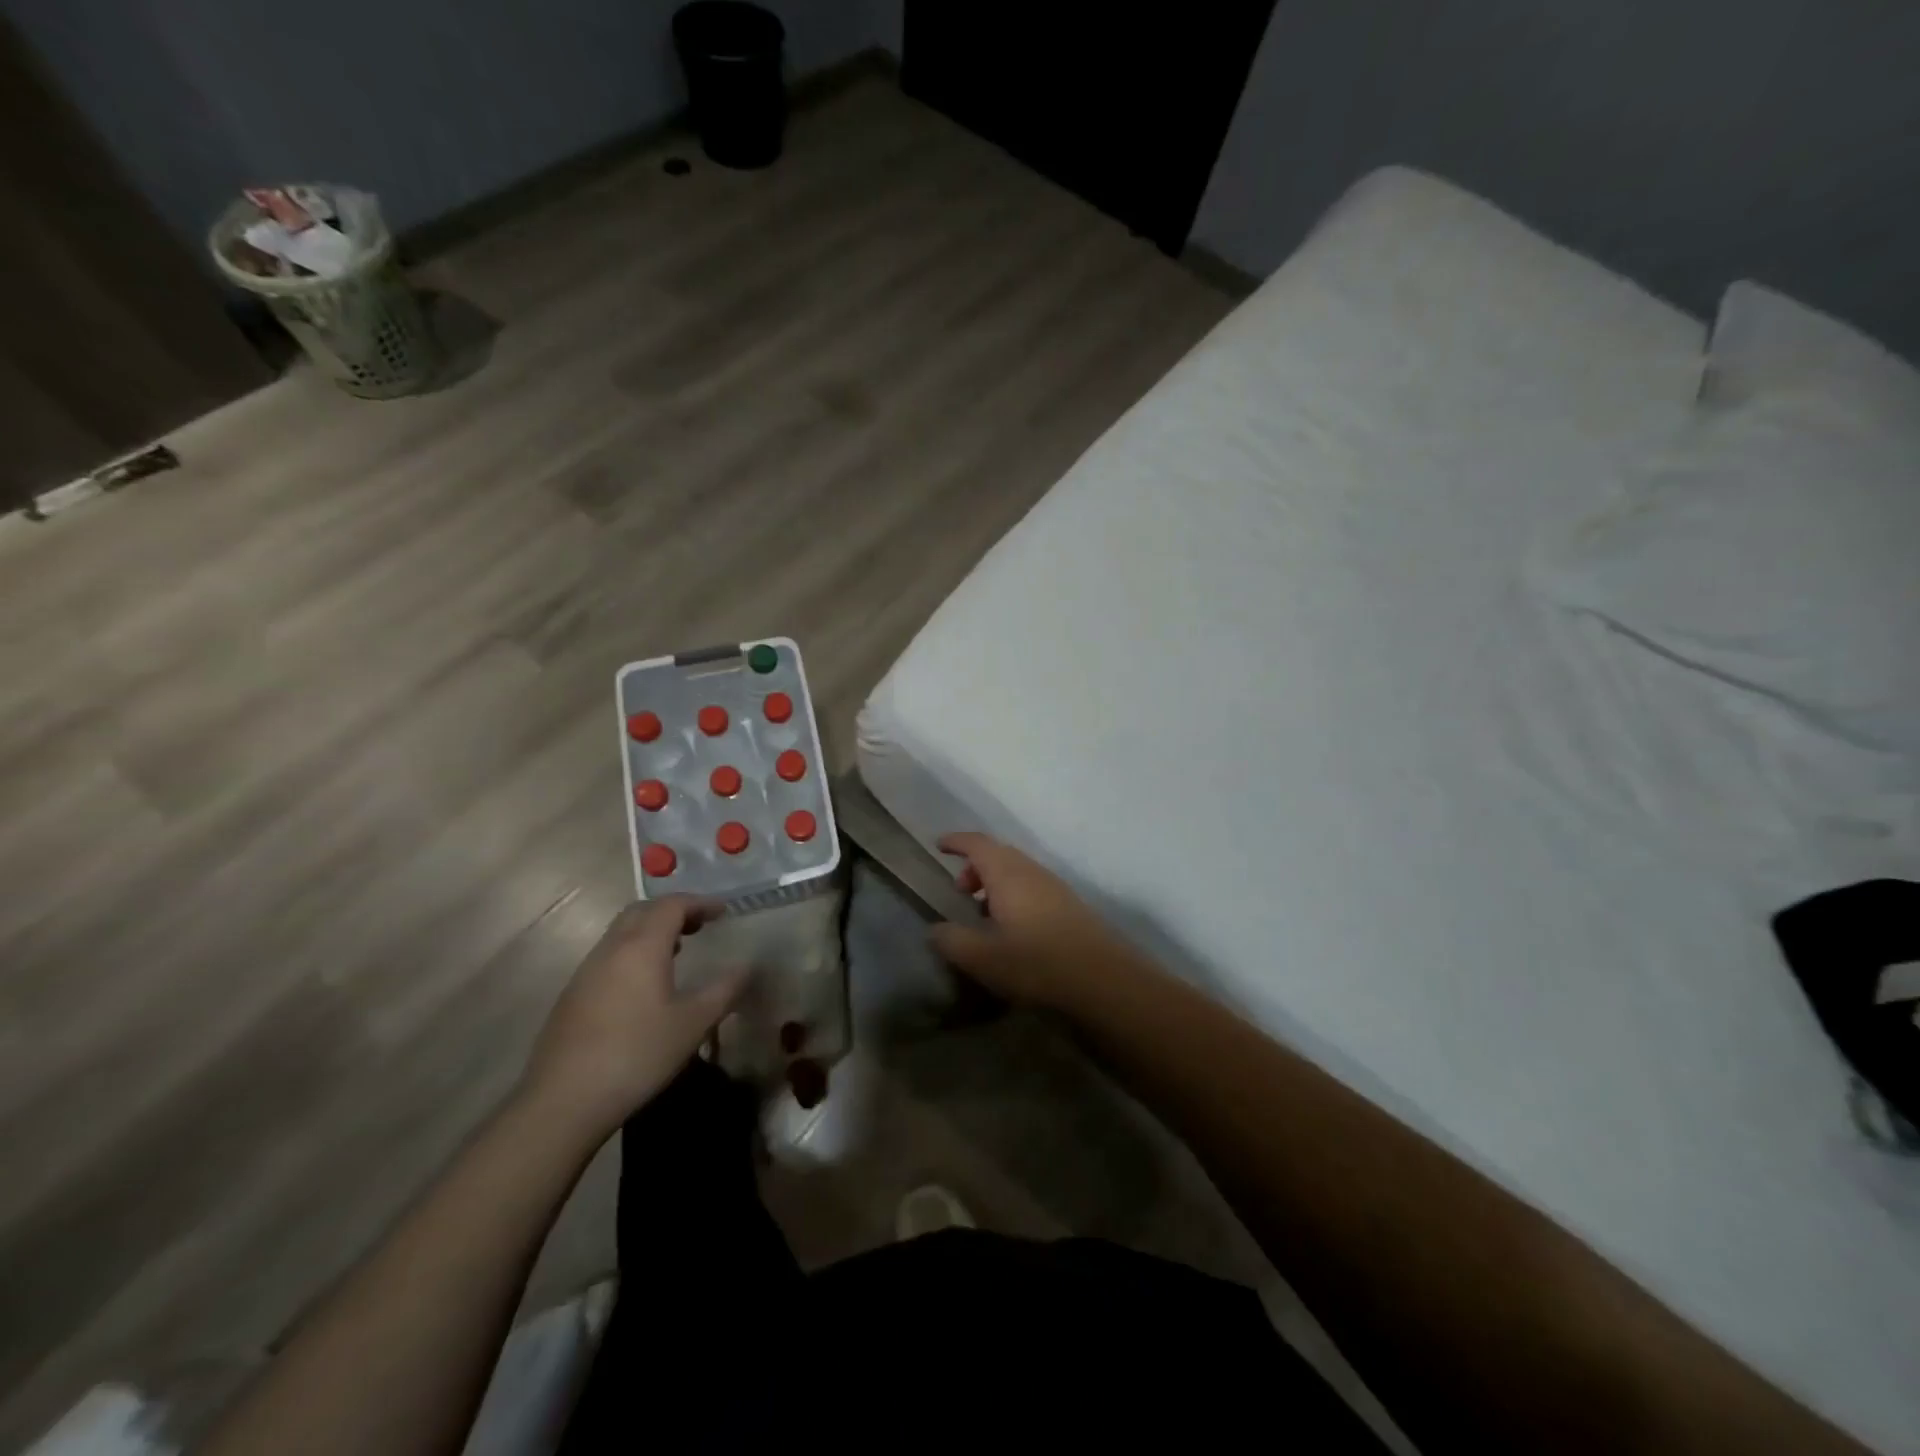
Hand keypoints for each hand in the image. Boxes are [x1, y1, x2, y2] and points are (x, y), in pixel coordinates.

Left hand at [520, 898, 744, 1141]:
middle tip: (700, 924)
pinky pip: (609, 955)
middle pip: (642, 911)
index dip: (700, 902)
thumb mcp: (693, 1023)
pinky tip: (645, 984)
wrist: (562, 1101)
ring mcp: (587, 971)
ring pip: (621, 932)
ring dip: (651, 930)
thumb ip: (724, 990)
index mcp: (642, 946)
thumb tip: (747, 967)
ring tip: (678, 950)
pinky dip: (633, 952)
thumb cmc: (637, 1054)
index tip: (724, 911)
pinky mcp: (572, 996)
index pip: (672, 905)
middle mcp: (611, 949)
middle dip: (673, 910)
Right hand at [929, 832, 1125, 1009]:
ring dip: (995, 883)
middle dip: (975, 866)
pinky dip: (1014, 895)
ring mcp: (1055, 887)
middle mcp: (1032, 871)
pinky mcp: (1070, 905)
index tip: (939, 846)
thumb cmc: (1036, 962)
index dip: (956, 842)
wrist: (1103, 979)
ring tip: (983, 914)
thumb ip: (952, 940)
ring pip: (1017, 871)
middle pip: (999, 854)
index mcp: (1007, 874)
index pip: (977, 843)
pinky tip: (1013, 929)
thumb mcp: (982, 958)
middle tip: (960, 892)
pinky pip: (1033, 887)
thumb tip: (935, 930)